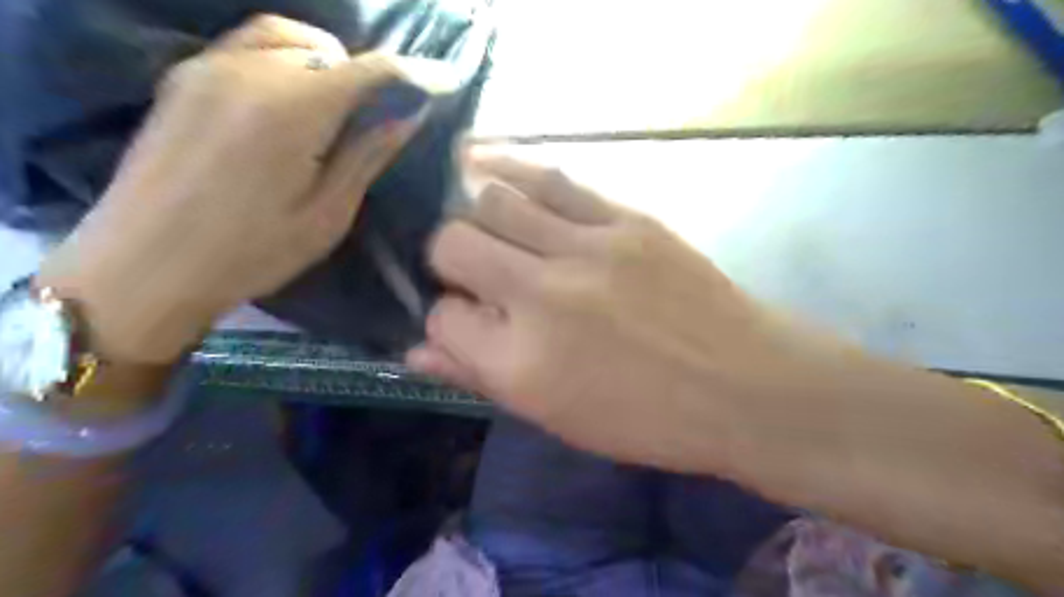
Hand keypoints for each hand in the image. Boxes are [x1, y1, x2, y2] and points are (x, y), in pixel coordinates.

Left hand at [40, 16, 424, 363]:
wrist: (144, 266)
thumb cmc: (251, 252)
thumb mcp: (327, 215)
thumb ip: (367, 155)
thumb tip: (407, 114)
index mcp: (290, 109)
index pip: (368, 71)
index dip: (413, 73)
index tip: (445, 81)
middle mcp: (248, 70)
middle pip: (328, 49)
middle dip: (366, 76)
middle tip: (382, 115)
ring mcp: (208, 67)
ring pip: (286, 38)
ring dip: (325, 61)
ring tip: (338, 105)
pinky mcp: (183, 78)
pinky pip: (249, 47)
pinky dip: (286, 60)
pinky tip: (290, 102)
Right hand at [407, 146, 821, 469]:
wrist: (743, 385)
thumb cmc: (647, 419)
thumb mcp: (555, 417)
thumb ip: (479, 378)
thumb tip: (417, 352)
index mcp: (521, 364)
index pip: (441, 319)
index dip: (443, 321)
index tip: (464, 322)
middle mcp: (541, 297)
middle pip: (452, 245)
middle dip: (447, 259)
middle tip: (471, 272)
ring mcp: (585, 249)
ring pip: (492, 200)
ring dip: (475, 212)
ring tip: (482, 222)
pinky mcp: (625, 219)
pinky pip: (551, 179)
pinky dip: (510, 170)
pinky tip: (489, 166)